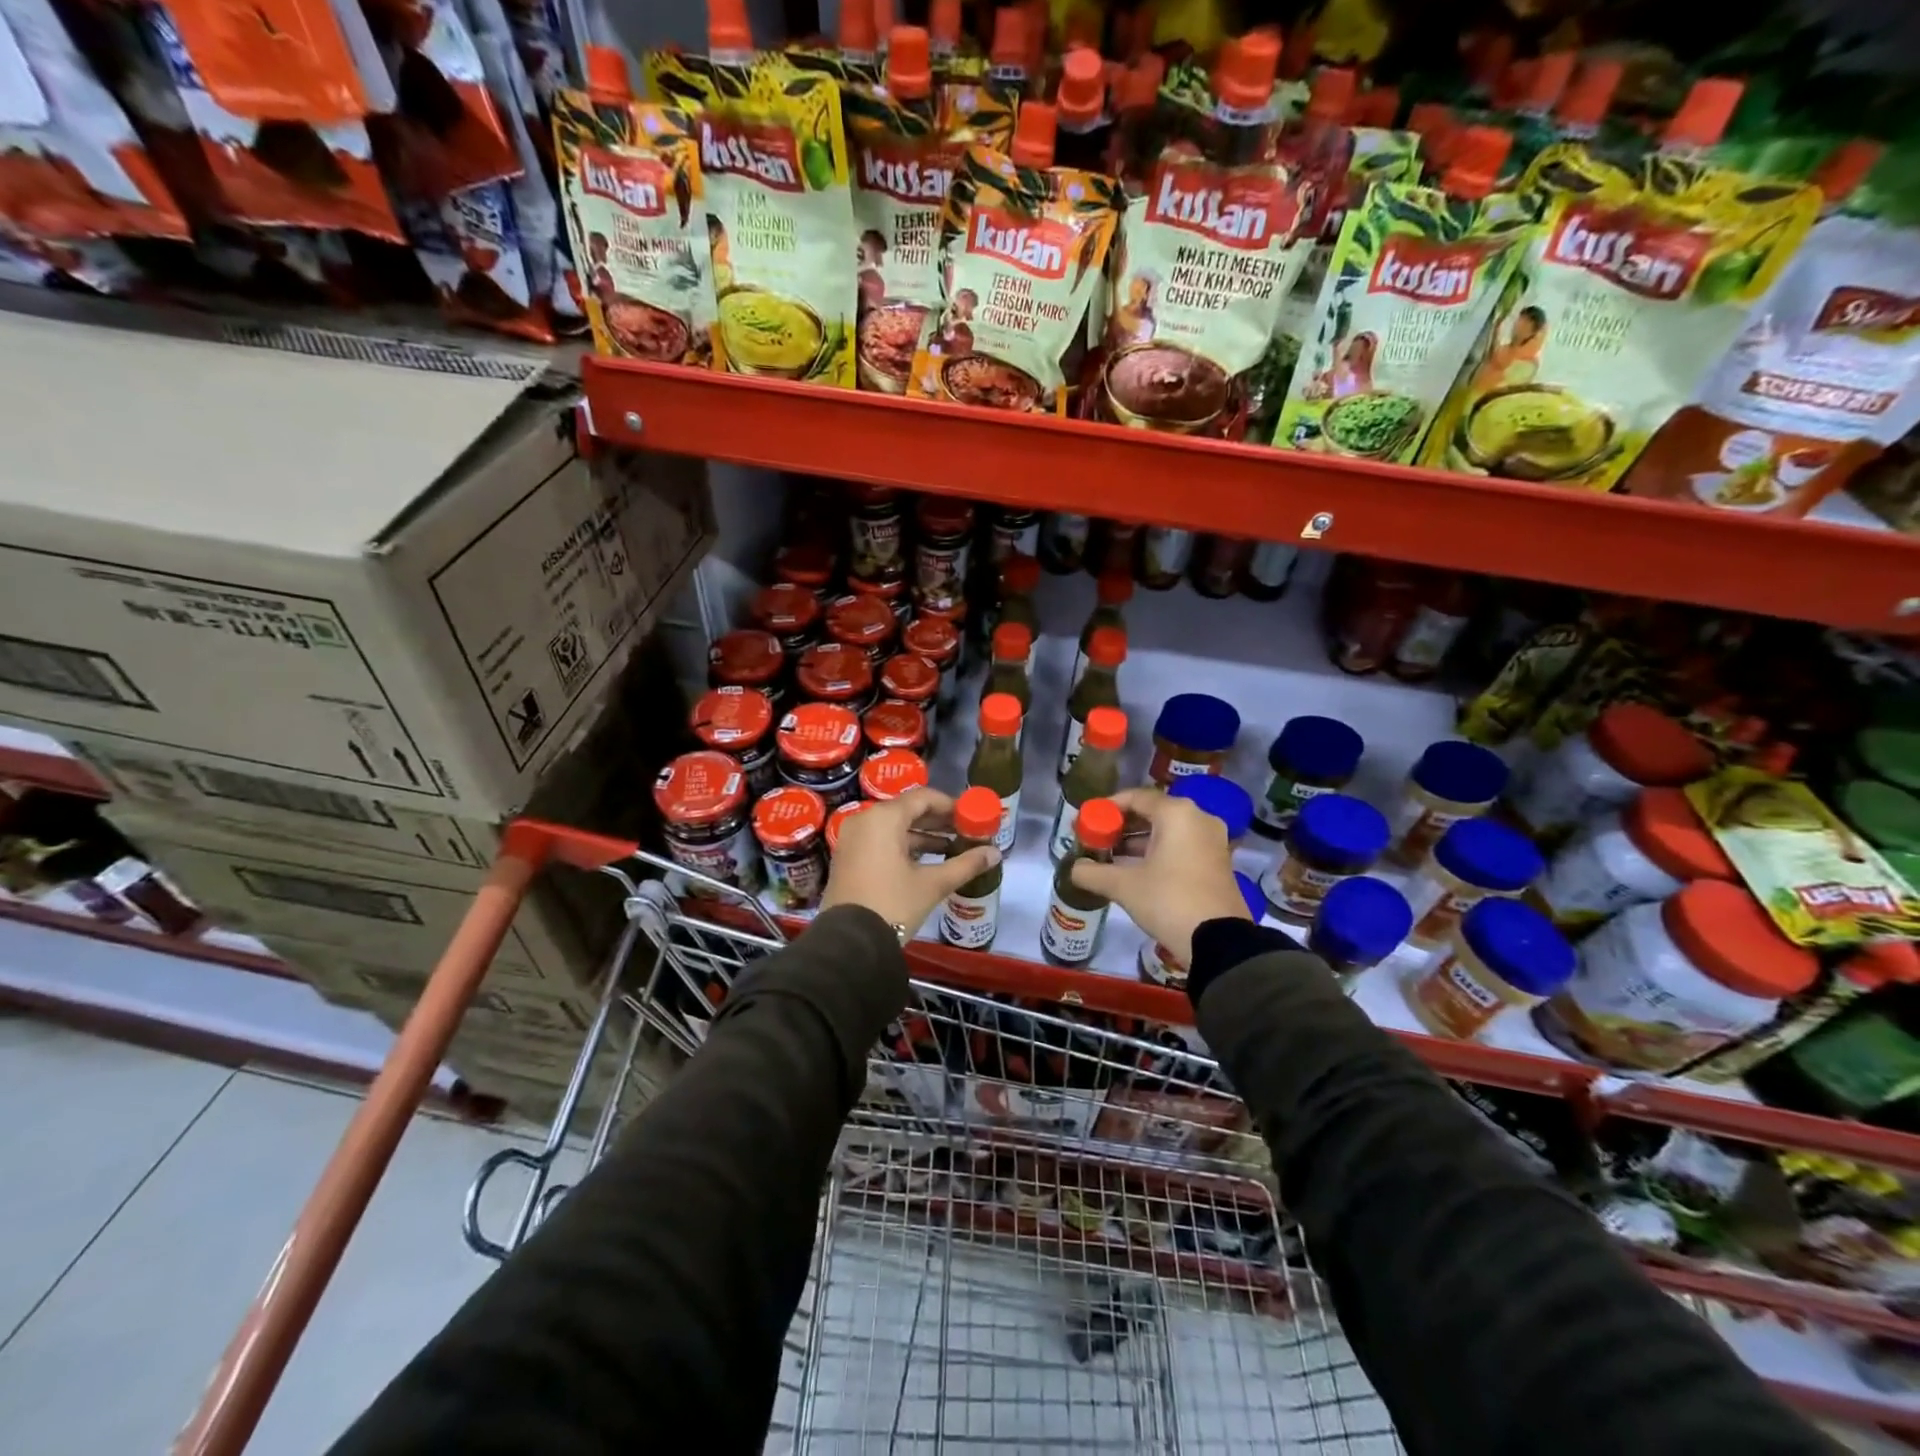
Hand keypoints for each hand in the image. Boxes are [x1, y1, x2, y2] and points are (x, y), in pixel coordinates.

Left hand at [820, 788, 1000, 937]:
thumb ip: (965, 864)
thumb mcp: (932, 884)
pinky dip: (903, 846)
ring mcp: (852, 839)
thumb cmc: (893, 905)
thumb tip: (995, 853)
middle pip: (907, 810)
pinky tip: (927, 861)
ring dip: (923, 835)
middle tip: (965, 832)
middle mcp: (864, 820)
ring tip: (952, 848)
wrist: (850, 943)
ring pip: (893, 827)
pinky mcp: (848, 857)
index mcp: (884, 818)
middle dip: (938, 821)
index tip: (971, 817)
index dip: (950, 806)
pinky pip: (880, 840)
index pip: (923, 798)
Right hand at [1069, 786, 1249, 967]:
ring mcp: (1212, 841)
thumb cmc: (1169, 900)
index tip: (1086, 821)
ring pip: (1168, 831)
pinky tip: (1135, 870)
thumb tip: (1074, 869)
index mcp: (1177, 814)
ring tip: (1110, 856)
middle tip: (1097, 839)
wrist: (1219, 942)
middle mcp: (1198, 819)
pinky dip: (1158, 852)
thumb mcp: (1124, 886)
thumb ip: (1093, 873)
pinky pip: (1181, 846)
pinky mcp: (1218, 862)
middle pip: (1152, 812)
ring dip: (1138, 841)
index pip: (1135, 797)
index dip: (1107, 807)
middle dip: (1122, 825)